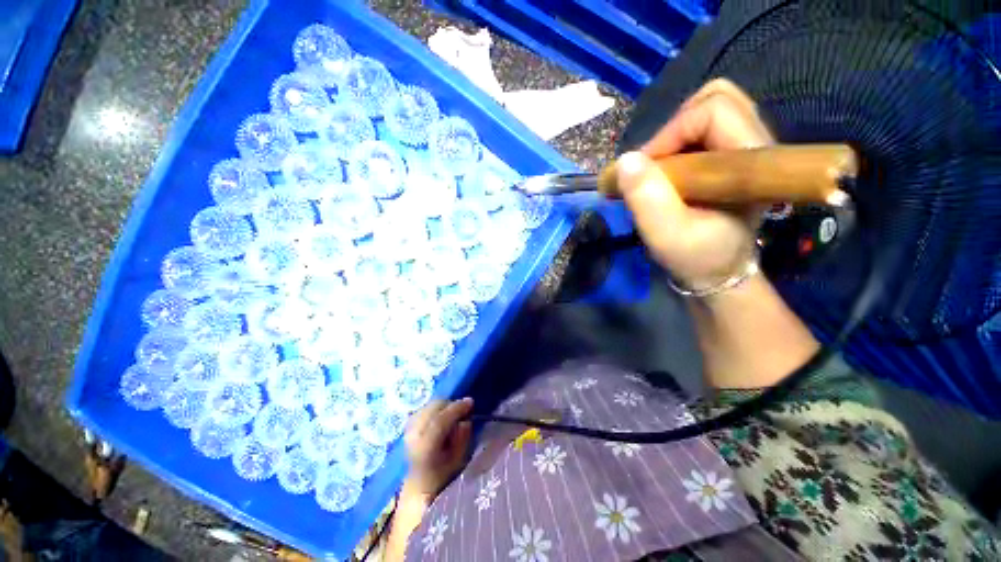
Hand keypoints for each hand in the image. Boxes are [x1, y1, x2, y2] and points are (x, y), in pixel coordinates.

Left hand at [403, 398, 473, 496]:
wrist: (419, 483)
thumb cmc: (443, 474)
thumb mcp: (458, 460)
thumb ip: (462, 438)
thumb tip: (465, 420)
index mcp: (425, 448)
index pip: (440, 421)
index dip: (456, 408)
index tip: (471, 402)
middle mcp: (414, 435)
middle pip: (434, 408)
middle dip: (451, 405)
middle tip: (463, 410)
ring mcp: (409, 428)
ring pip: (430, 405)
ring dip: (444, 406)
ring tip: (453, 415)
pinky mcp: (408, 424)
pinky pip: (425, 407)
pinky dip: (436, 408)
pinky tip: (442, 416)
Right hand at [616, 79, 773, 289]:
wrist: (716, 269)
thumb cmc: (695, 256)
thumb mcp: (665, 235)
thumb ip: (647, 199)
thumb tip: (625, 160)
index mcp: (753, 163)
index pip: (713, 111)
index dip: (670, 134)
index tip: (642, 170)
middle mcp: (758, 145)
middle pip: (717, 98)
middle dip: (673, 128)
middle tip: (654, 165)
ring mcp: (747, 146)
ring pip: (710, 108)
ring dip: (675, 133)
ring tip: (660, 168)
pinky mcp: (734, 154)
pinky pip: (706, 125)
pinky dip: (679, 140)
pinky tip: (670, 169)